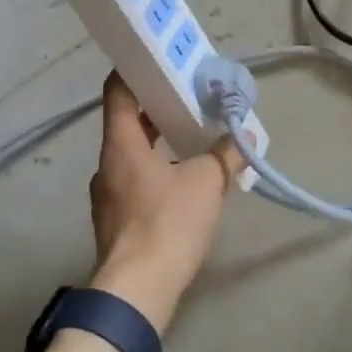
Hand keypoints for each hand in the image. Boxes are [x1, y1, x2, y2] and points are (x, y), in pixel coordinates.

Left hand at [88, 73, 242, 330]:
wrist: (137, 291)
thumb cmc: (168, 224)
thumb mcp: (207, 183)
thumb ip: (227, 155)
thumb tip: (245, 140)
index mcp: (121, 145)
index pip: (117, 92)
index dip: (133, 71)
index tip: (157, 60)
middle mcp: (107, 165)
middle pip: (125, 123)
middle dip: (155, 108)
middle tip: (187, 98)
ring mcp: (106, 196)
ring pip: (130, 155)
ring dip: (156, 143)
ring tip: (189, 138)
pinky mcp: (114, 223)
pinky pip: (133, 183)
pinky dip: (154, 172)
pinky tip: (181, 183)